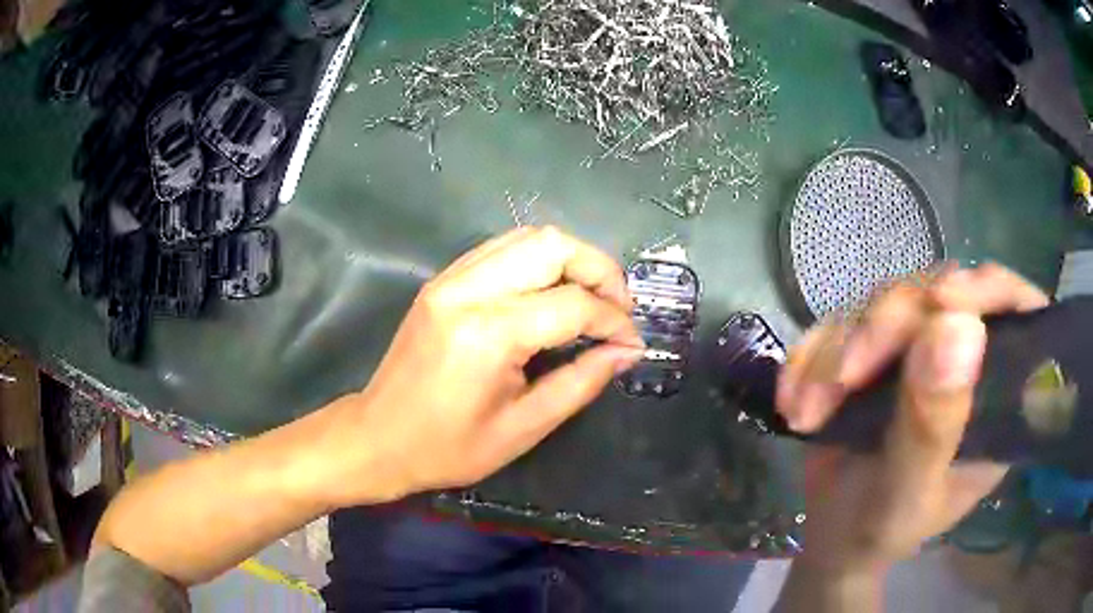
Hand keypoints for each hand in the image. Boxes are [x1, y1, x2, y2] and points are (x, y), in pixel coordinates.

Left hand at [322, 227, 642, 506]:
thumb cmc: (448, 447)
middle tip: (617, 309)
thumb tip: (626, 352)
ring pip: (528, 237)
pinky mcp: (442, 280)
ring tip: (591, 299)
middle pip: (553, 245)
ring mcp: (450, 278)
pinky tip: (551, 293)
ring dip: (571, 260)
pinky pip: (502, 248)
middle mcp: (468, 290)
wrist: (378, 437)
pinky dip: (538, 260)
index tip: (632, 344)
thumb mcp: (523, 428)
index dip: (614, 321)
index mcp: (488, 334)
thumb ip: (580, 383)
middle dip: (600, 270)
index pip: (573, 305)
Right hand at [777, 263, 1048, 576]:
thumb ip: (933, 426)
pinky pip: (842, 322)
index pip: (1014, 310)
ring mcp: (920, 346)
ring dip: (837, 350)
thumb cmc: (883, 530)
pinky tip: (793, 399)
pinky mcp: (877, 345)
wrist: (832, 536)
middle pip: (938, 293)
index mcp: (998, 392)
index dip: (985, 291)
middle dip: (885, 330)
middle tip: (843, 381)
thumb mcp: (909, 493)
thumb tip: (957, 327)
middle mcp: (966, 355)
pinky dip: (811, 356)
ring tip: (807, 412)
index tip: (942, 301)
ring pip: (885, 302)